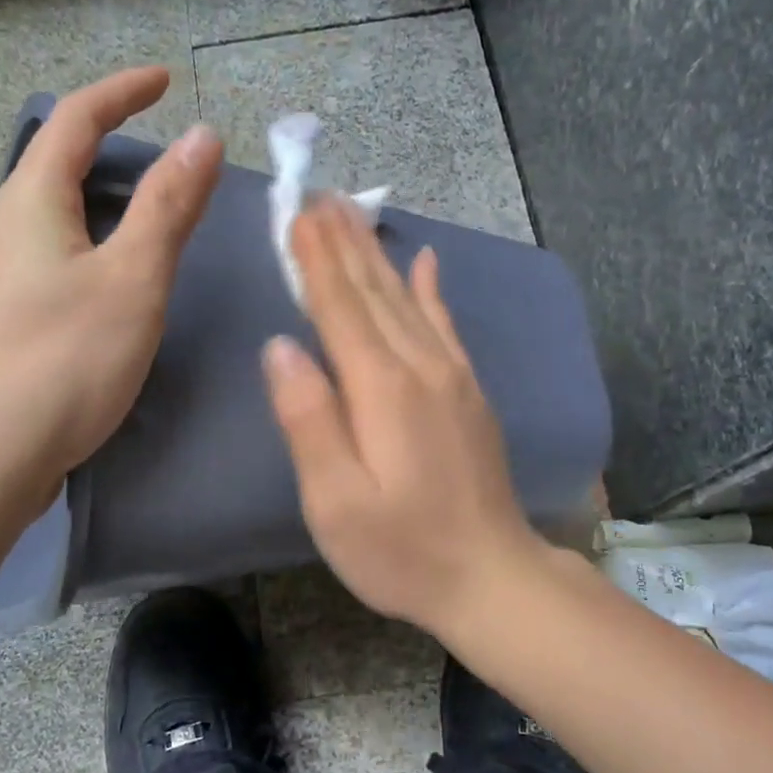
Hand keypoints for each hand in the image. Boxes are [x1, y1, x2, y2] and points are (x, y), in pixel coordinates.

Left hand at [0, 68, 220, 515]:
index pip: (76, 120)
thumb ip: (167, 206)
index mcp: (31, 202)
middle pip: (59, 165)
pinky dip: (96, 248)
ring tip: (155, 220)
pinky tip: (119, 286)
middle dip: (113, 147)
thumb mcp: (132, 278)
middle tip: (171, 162)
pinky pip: (57, 260)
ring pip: (58, 218)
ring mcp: (0, 279)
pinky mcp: (7, 322)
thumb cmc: (63, 360)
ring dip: (105, 203)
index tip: (166, 80)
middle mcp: (6, 229)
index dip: (123, 91)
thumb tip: (201, 135)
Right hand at [261, 198, 547, 636]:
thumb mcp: (336, 501)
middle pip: (375, 291)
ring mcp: (453, 377)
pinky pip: (447, 325)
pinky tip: (428, 261)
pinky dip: (433, 289)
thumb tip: (281, 348)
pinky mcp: (470, 394)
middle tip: (320, 194)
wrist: (491, 577)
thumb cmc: (401, 550)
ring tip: (355, 213)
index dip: (315, 259)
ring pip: (408, 298)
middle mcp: (420, 367)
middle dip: (343, 242)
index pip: (339, 307)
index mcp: (381, 388)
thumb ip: (308, 420)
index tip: (296, 212)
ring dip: (378, 254)